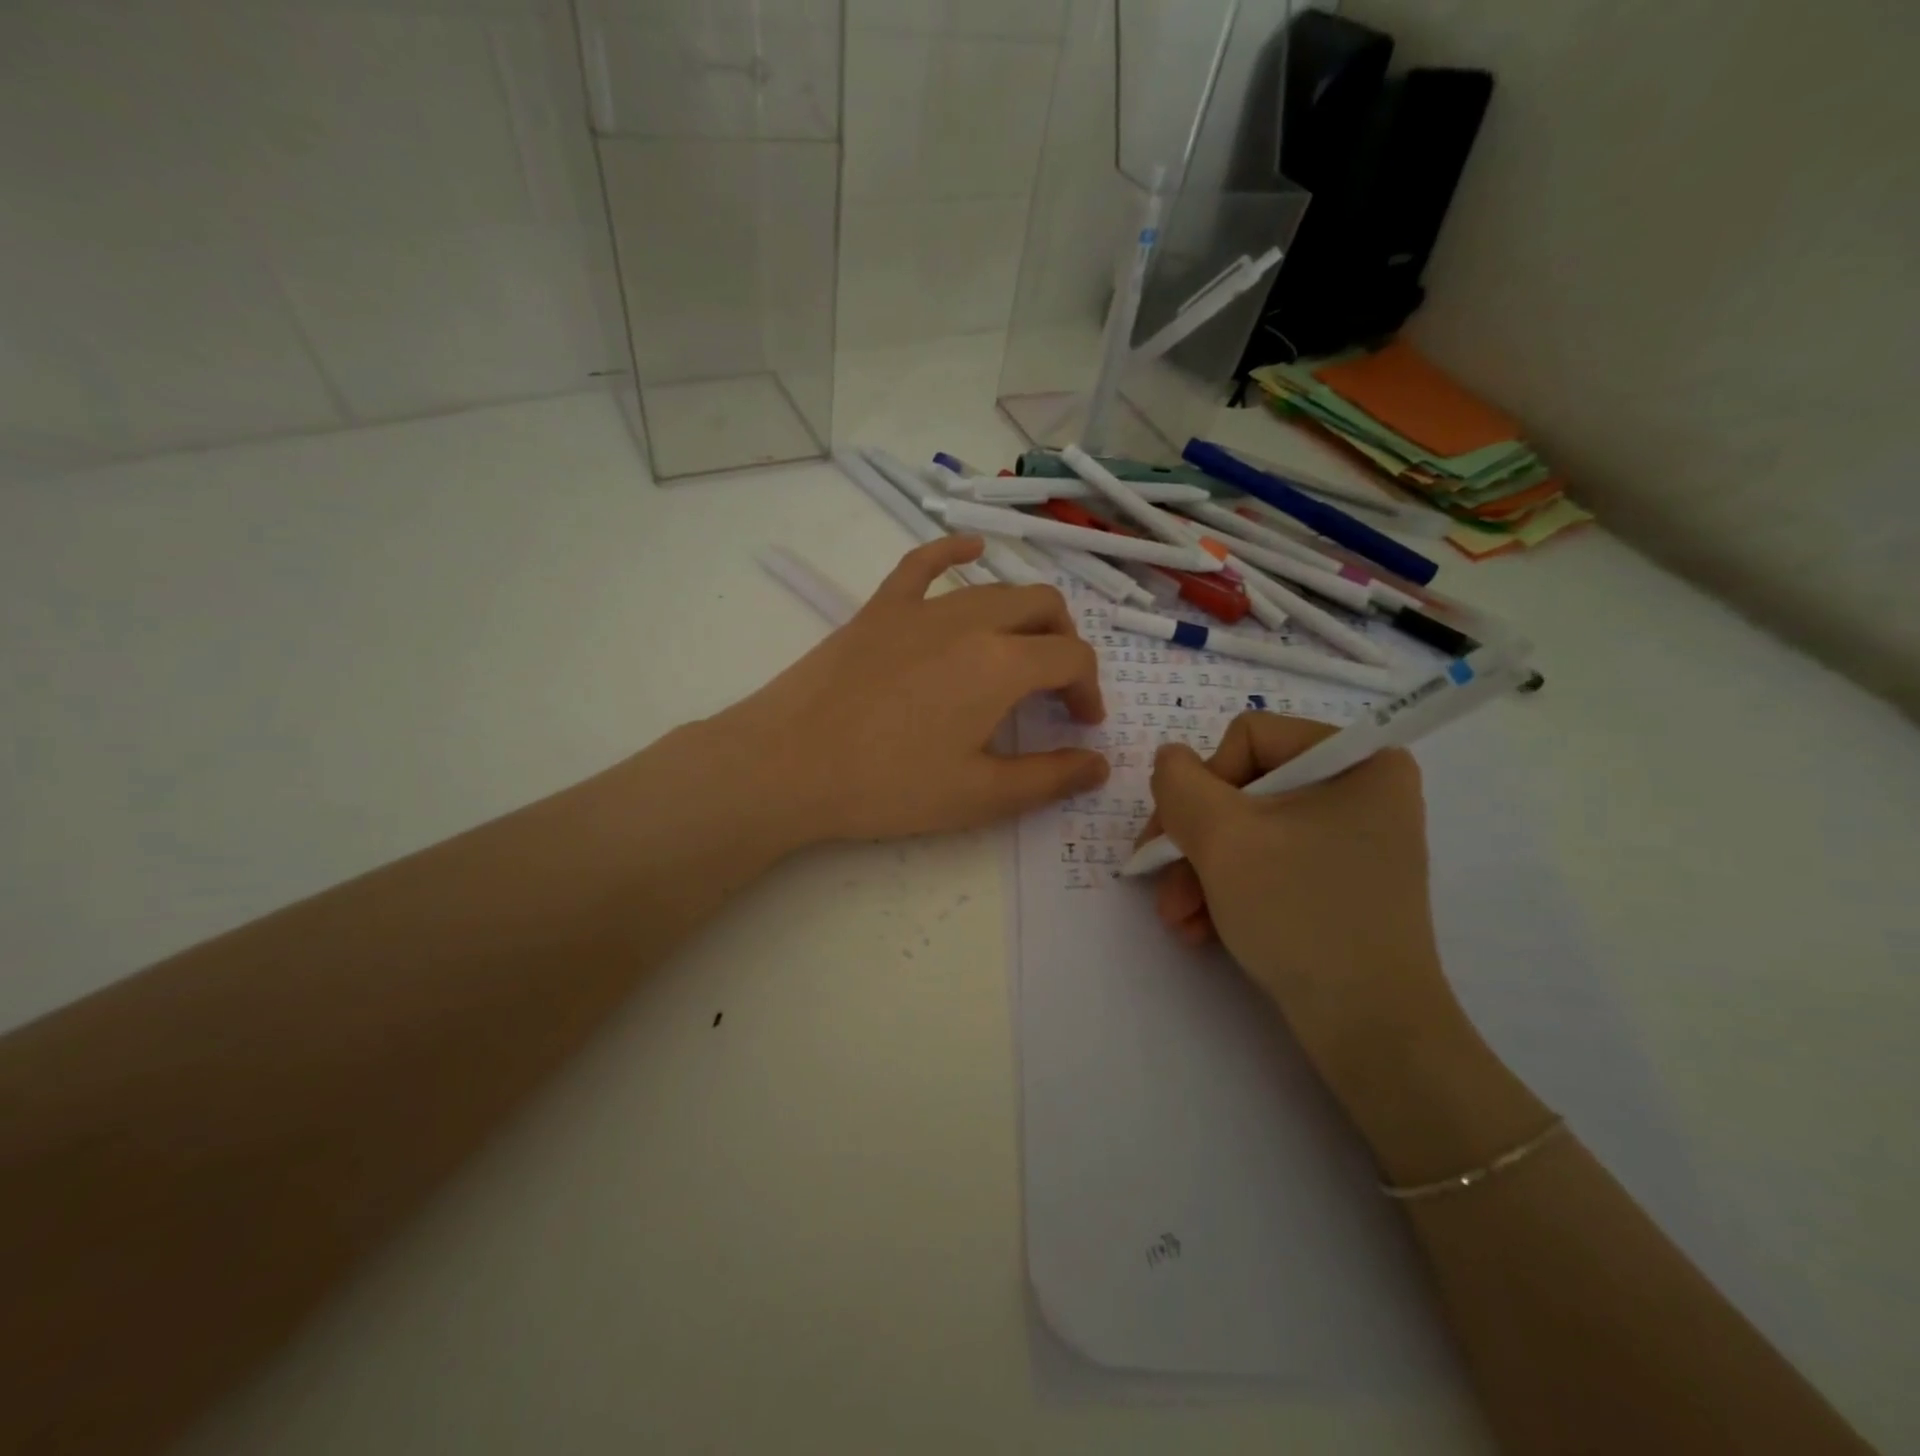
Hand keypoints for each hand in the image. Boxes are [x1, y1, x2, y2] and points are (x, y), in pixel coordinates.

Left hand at [714, 537, 1109, 846]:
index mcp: (1001, 664)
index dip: (1089, 689)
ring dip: (1024, 614)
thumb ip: (1049, 779)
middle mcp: (969, 620)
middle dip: (1064, 644)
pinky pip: (923, 563)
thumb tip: (1101, 765)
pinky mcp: (880, 608)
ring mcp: (920, 607)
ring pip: (994, 589)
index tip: (1083, 725)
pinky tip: (972, 549)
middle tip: (1056, 689)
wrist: (788, 764)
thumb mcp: (979, 796)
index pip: (1071, 658)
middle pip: (1042, 608)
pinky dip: (954, 552)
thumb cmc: (888, 786)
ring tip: (1023, 649)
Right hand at [1142, 713, 1459, 1091]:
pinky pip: (1267, 862)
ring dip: (1199, 872)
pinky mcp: (1337, 879)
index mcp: (1357, 759)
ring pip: (1246, 830)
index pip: (1248, 738)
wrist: (1369, 1030)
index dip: (1203, 786)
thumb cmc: (1301, 914)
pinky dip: (1227, 890)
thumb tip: (1169, 762)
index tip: (1181, 839)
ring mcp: (1350, 838)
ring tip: (1179, 920)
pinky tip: (1202, 928)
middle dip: (1193, 842)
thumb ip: (1179, 783)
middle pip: (1242, 788)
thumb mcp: (1223, 837)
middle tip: (1163, 887)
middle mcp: (1360, 789)